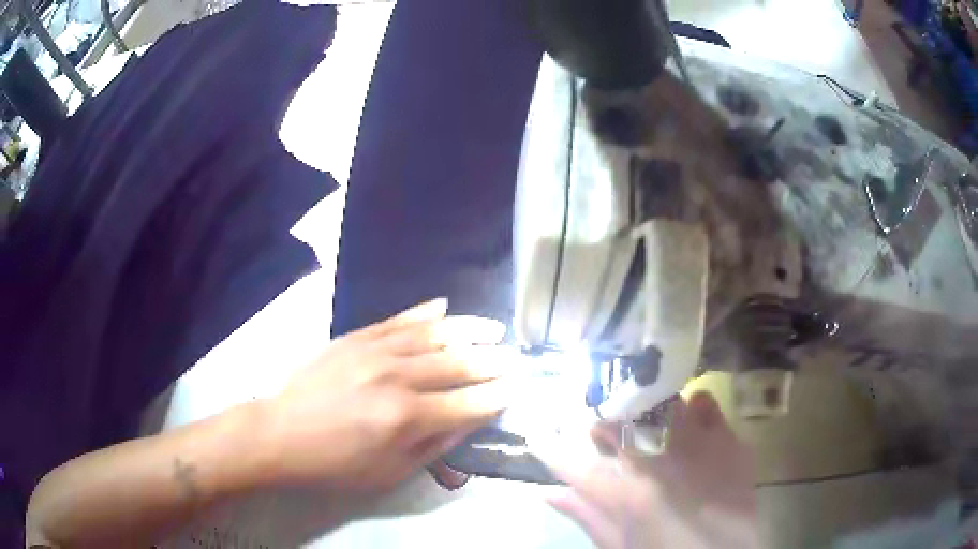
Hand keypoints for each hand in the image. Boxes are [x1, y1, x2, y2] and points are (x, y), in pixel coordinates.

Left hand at [260, 298, 508, 491]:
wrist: (281, 433)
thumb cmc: (336, 465)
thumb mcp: (390, 473)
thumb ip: (435, 445)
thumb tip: (471, 420)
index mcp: (407, 418)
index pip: (469, 403)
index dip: (498, 396)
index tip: (519, 388)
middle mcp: (397, 378)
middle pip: (458, 364)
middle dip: (493, 361)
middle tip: (516, 356)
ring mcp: (375, 351)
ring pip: (434, 335)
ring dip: (469, 330)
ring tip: (495, 328)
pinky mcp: (356, 337)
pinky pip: (398, 320)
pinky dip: (425, 313)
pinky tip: (444, 306)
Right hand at [548, 393, 760, 548]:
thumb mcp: (620, 547)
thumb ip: (587, 519)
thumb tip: (550, 495)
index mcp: (629, 496)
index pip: (576, 467)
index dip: (552, 450)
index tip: (537, 435)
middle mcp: (663, 464)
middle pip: (621, 429)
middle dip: (602, 424)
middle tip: (597, 427)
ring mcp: (700, 450)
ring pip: (665, 408)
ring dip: (647, 408)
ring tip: (642, 414)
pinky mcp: (730, 445)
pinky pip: (711, 411)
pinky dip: (699, 406)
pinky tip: (693, 410)